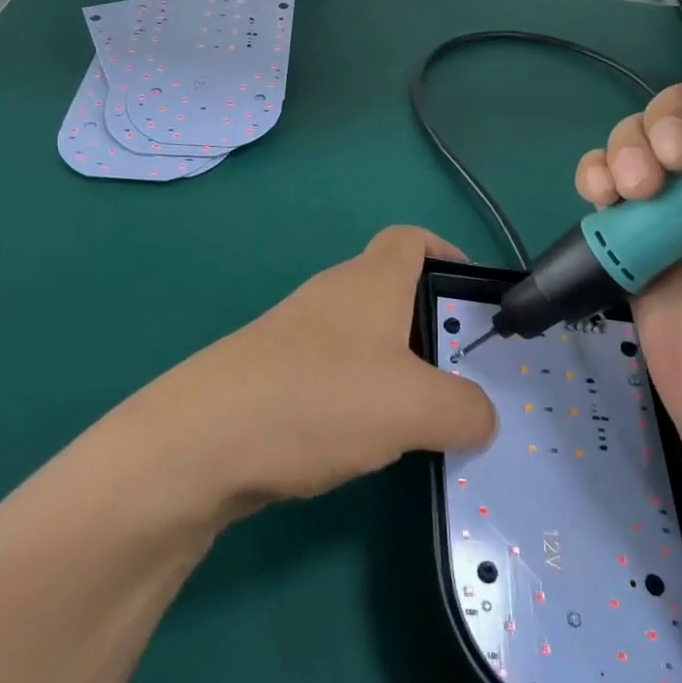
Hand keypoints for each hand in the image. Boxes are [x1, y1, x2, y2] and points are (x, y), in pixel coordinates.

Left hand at [135, 226, 497, 513]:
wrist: (200, 442)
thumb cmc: (320, 399)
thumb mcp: (415, 407)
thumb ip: (465, 409)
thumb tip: (481, 416)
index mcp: (370, 282)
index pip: (412, 239)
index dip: (448, 254)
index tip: (473, 298)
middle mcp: (331, 297)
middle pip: (392, 294)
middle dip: (431, 331)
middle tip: (459, 379)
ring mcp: (295, 336)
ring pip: (362, 341)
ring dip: (394, 372)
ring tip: (418, 421)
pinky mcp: (271, 376)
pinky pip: (331, 376)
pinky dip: (356, 400)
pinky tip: (361, 443)